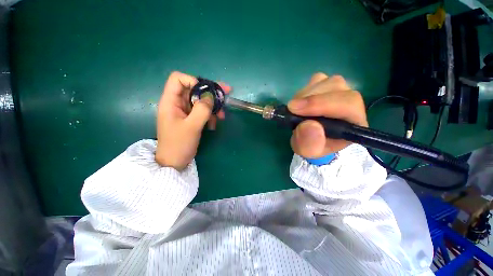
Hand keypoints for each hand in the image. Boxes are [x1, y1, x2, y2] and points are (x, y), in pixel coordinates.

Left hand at [155, 71, 229, 169]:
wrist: (175, 161)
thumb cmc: (179, 144)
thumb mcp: (192, 127)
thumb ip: (202, 110)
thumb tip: (211, 97)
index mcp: (170, 101)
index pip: (178, 79)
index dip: (193, 81)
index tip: (206, 92)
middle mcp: (177, 103)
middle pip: (194, 89)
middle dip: (210, 92)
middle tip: (226, 93)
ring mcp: (185, 111)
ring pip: (200, 101)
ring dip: (212, 107)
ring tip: (222, 116)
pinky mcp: (191, 118)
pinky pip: (202, 111)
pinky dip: (210, 115)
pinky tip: (214, 124)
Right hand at [288, 73, 366, 158]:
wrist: (311, 138)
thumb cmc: (312, 145)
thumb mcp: (307, 151)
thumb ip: (310, 144)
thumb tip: (308, 125)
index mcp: (353, 123)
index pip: (348, 104)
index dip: (322, 104)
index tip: (296, 110)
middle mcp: (351, 103)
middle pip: (337, 87)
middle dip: (310, 98)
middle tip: (291, 109)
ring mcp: (341, 91)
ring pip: (326, 81)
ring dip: (305, 94)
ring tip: (295, 109)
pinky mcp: (328, 86)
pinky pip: (318, 79)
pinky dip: (305, 89)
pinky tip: (301, 102)